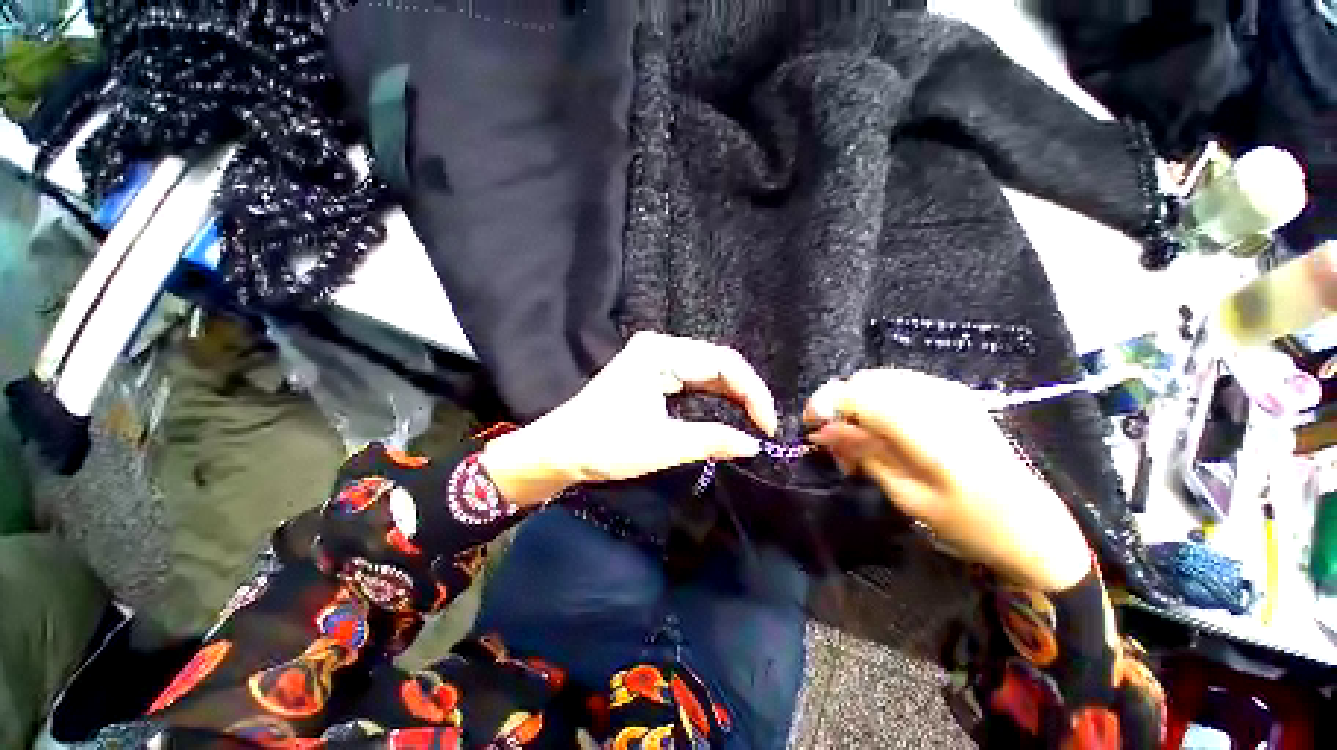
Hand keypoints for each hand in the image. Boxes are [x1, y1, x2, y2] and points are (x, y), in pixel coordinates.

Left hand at [480, 332, 777, 505]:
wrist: (558, 451)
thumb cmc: (604, 445)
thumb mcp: (662, 445)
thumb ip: (712, 440)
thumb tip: (753, 445)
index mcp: (660, 352)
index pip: (722, 362)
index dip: (752, 391)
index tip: (768, 425)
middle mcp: (660, 347)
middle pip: (717, 362)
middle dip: (745, 392)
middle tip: (765, 425)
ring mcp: (656, 359)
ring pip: (708, 371)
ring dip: (733, 394)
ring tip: (755, 419)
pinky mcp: (653, 374)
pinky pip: (694, 379)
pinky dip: (715, 396)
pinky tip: (730, 410)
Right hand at [805, 369, 1090, 590]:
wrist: (1035, 526)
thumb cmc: (971, 523)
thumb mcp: (907, 496)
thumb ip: (863, 454)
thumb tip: (821, 431)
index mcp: (928, 429)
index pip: (858, 394)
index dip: (825, 403)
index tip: (809, 427)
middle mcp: (937, 398)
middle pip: (864, 381)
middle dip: (839, 406)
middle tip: (836, 445)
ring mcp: (948, 391)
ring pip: (878, 380)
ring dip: (857, 404)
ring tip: (859, 443)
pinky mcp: (953, 394)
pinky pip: (897, 385)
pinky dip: (877, 403)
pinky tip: (882, 432)